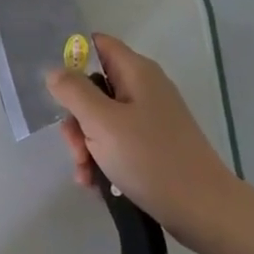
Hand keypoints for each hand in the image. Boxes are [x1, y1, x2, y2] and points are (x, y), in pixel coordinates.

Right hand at [45, 34, 244, 246]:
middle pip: (93, 88)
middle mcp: (143, 89)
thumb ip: (73, 92)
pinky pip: (115, 142)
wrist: (201, 208)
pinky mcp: (151, 145)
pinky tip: (95, 183)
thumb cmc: (150, 158)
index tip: (53, 84)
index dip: (71, 56)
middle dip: (76, 118)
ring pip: (100, 120)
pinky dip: (101, 159)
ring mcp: (149, 119)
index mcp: (136, 72)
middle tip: (75, 146)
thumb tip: (54, 71)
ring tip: (85, 174)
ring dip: (85, 145)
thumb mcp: (102, 122)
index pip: (97, 45)